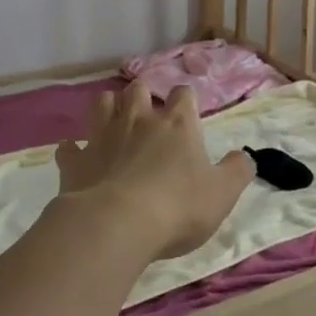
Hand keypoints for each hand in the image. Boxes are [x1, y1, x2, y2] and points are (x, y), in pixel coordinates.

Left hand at [55, 81, 254, 260]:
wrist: (116, 226)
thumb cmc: (178, 207)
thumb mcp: (223, 193)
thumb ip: (238, 170)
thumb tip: (245, 156)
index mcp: (177, 124)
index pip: (184, 94)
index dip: (187, 101)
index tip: (189, 115)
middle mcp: (139, 120)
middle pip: (138, 88)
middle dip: (143, 95)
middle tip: (148, 115)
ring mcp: (103, 137)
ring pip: (101, 103)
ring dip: (108, 108)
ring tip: (115, 123)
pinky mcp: (75, 161)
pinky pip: (69, 147)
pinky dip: (74, 149)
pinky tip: (80, 158)